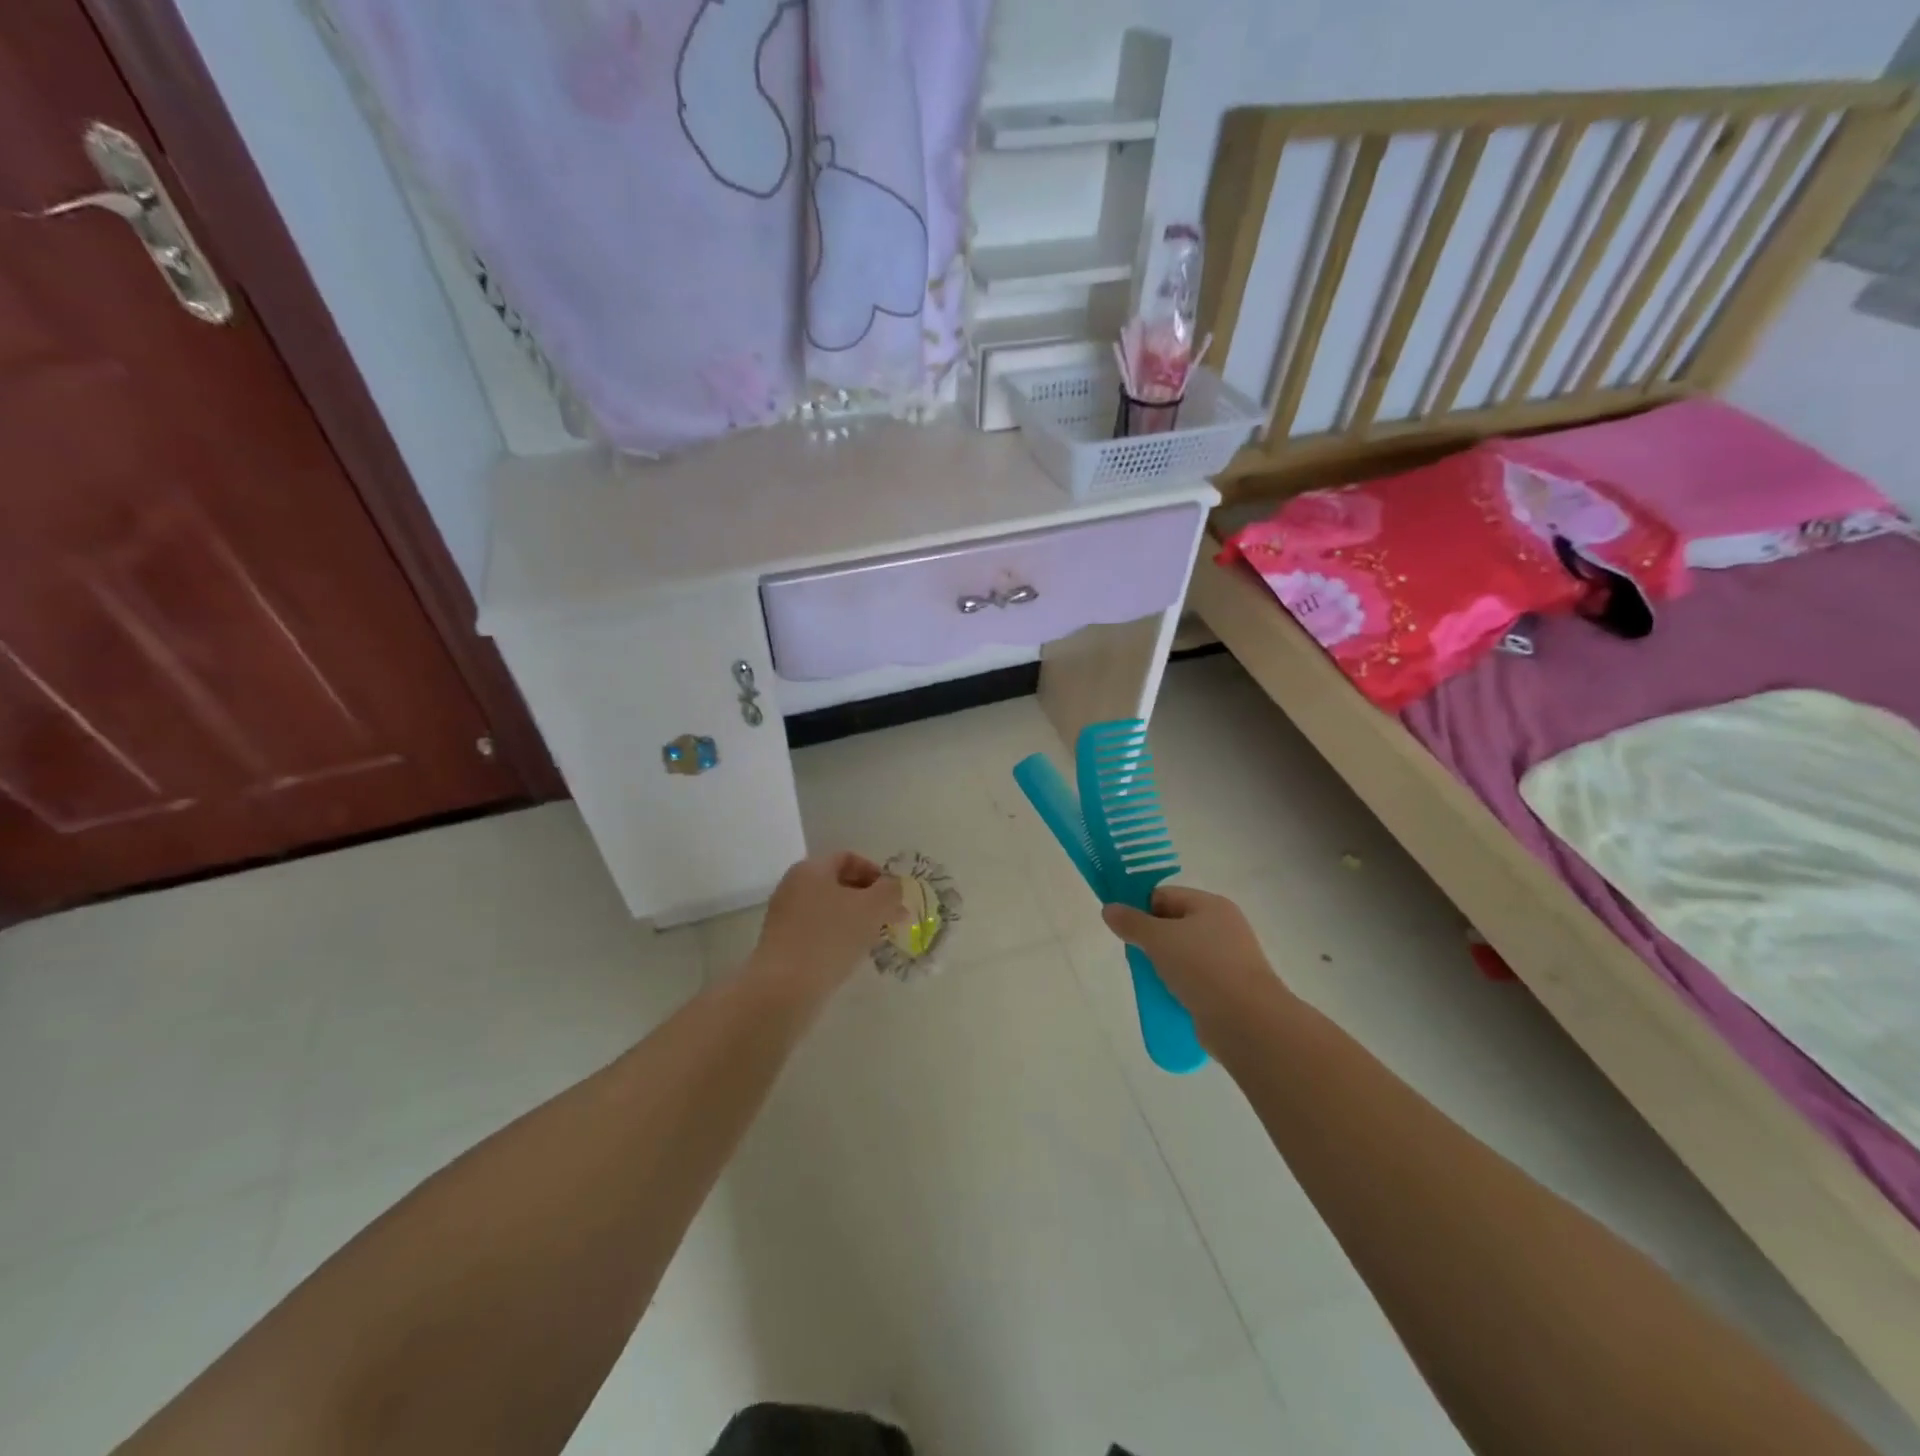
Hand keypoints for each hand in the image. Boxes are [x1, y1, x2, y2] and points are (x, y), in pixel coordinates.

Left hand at [751, 853, 906, 995]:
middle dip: (869, 899)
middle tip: (891, 919)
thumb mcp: (872, 908)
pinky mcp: (782, 944)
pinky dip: (838, 937)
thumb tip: (895, 887)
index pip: (848, 858)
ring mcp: (785, 916)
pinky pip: (817, 931)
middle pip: (839, 884)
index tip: (893, 896)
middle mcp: (793, 886)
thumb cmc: (831, 937)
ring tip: (876, 939)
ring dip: (856, 919)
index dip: (876, 872)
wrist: (784, 988)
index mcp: (811, 869)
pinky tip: (852, 955)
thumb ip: (891, 891)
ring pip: (829, 909)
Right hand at [1102, 884, 1277, 1027]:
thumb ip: (1131, 922)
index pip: (1165, 895)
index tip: (1123, 928)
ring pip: (1183, 954)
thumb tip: (1109, 908)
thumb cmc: (1202, 967)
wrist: (1247, 1022)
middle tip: (1133, 955)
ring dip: (1163, 964)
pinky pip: (1194, 979)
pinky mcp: (1229, 989)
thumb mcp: (1159, 939)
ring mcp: (1229, 959)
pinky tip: (1165, 996)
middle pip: (1174, 924)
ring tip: (1148, 979)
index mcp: (1211, 905)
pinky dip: (1178, 985)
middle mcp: (1223, 927)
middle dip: (1150, 939)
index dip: (1140, 907)